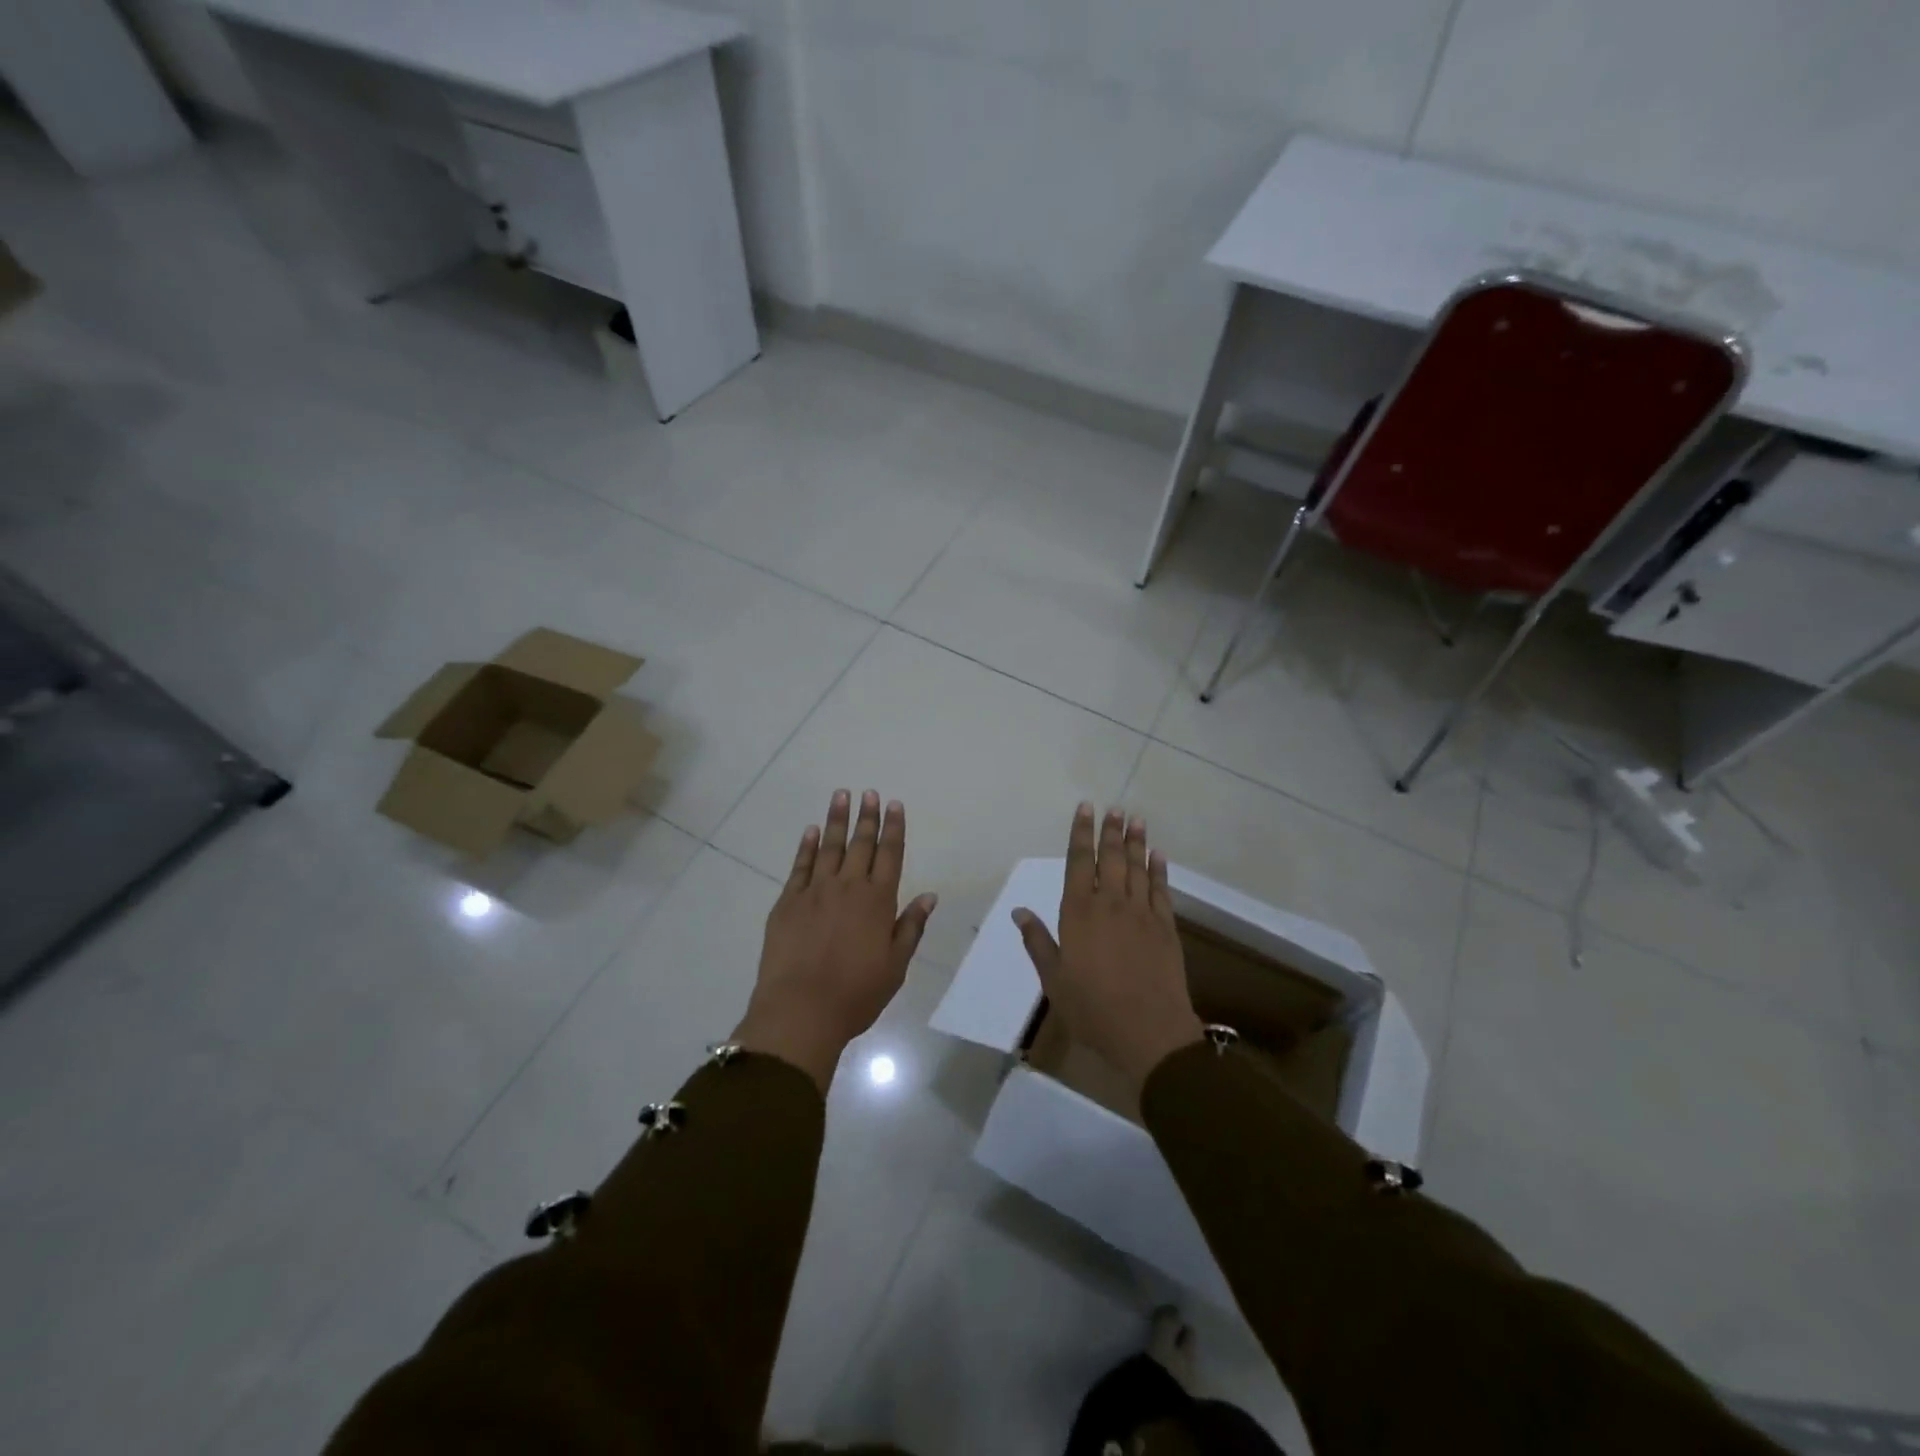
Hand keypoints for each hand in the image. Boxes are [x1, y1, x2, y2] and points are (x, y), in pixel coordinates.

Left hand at [735, 789, 936, 1091]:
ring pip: (829, 847)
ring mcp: (815, 892)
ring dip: (836, 820)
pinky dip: (806, 846)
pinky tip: (810, 831)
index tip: (895, 804)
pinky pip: (800, 866)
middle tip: (869, 793)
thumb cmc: (856, 993)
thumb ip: (911, 926)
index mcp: (878, 901)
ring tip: (841, 796)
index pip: (890, 855)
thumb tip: (929, 896)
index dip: (894, 828)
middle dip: (867, 817)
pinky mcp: (788, 902)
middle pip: (861, 844)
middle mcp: (848, 887)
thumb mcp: (896, 965)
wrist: (801, 1010)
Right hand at [1012, 805, 1202, 1089]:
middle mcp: (1110, 904)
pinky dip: (1159, 870)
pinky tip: (1158, 855)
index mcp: (1079, 913)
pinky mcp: (1165, 928)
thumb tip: (1019, 912)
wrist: (1148, 1031)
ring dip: (1137, 842)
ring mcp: (1141, 914)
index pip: (1079, 862)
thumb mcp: (1053, 979)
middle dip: (1111, 831)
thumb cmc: (1092, 1008)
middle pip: (1112, 858)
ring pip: (1138, 868)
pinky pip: (1161, 890)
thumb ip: (1038, 942)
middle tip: (1115, 808)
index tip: (1085, 809)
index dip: (1081, 834)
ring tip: (1136, 819)